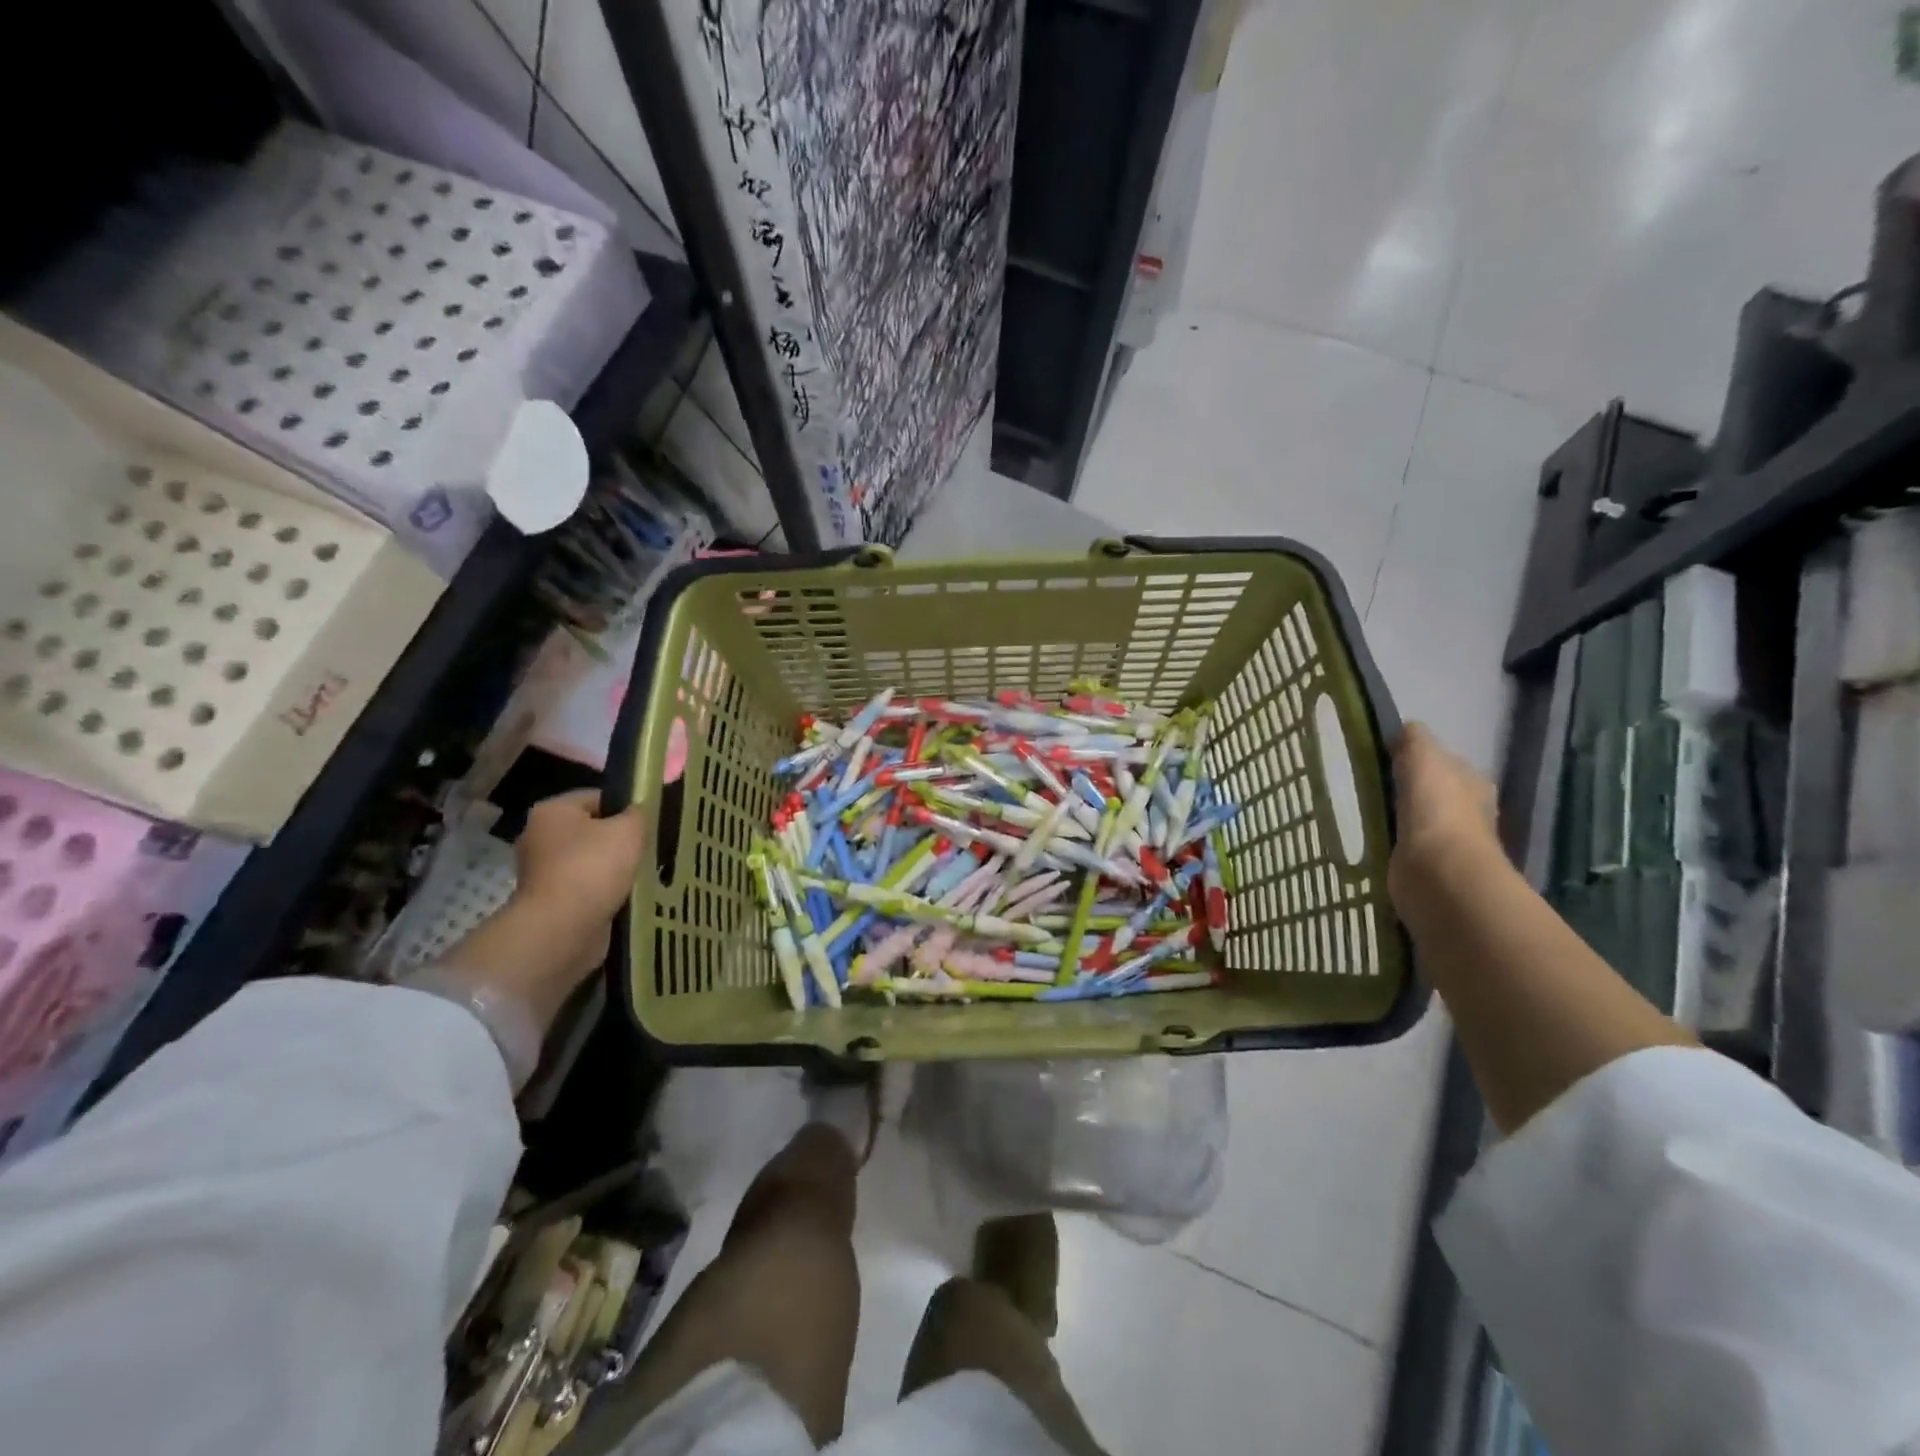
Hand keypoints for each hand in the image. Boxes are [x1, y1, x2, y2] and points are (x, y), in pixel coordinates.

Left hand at [444, 791, 647, 1027]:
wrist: (562, 928)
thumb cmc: (594, 868)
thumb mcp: (631, 829)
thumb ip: (639, 813)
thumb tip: (638, 812)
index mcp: (553, 810)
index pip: (598, 797)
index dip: (627, 806)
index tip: (651, 822)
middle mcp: (539, 836)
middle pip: (592, 830)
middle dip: (620, 840)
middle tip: (650, 848)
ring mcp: (541, 872)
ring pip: (590, 861)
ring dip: (614, 869)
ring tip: (643, 874)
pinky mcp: (549, 901)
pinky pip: (586, 888)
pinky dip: (604, 892)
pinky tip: (627, 896)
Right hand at [1387, 723, 1497, 898]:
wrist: (1440, 873)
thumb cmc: (1436, 809)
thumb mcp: (1424, 757)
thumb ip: (1414, 739)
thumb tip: (1403, 730)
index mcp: (1472, 783)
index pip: (1445, 762)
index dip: (1418, 757)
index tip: (1384, 757)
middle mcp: (1466, 811)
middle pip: (1432, 791)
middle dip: (1407, 787)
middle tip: (1370, 783)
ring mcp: (1447, 841)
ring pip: (1417, 817)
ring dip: (1397, 814)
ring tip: (1364, 808)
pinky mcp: (1426, 866)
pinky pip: (1404, 844)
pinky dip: (1391, 839)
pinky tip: (1370, 836)